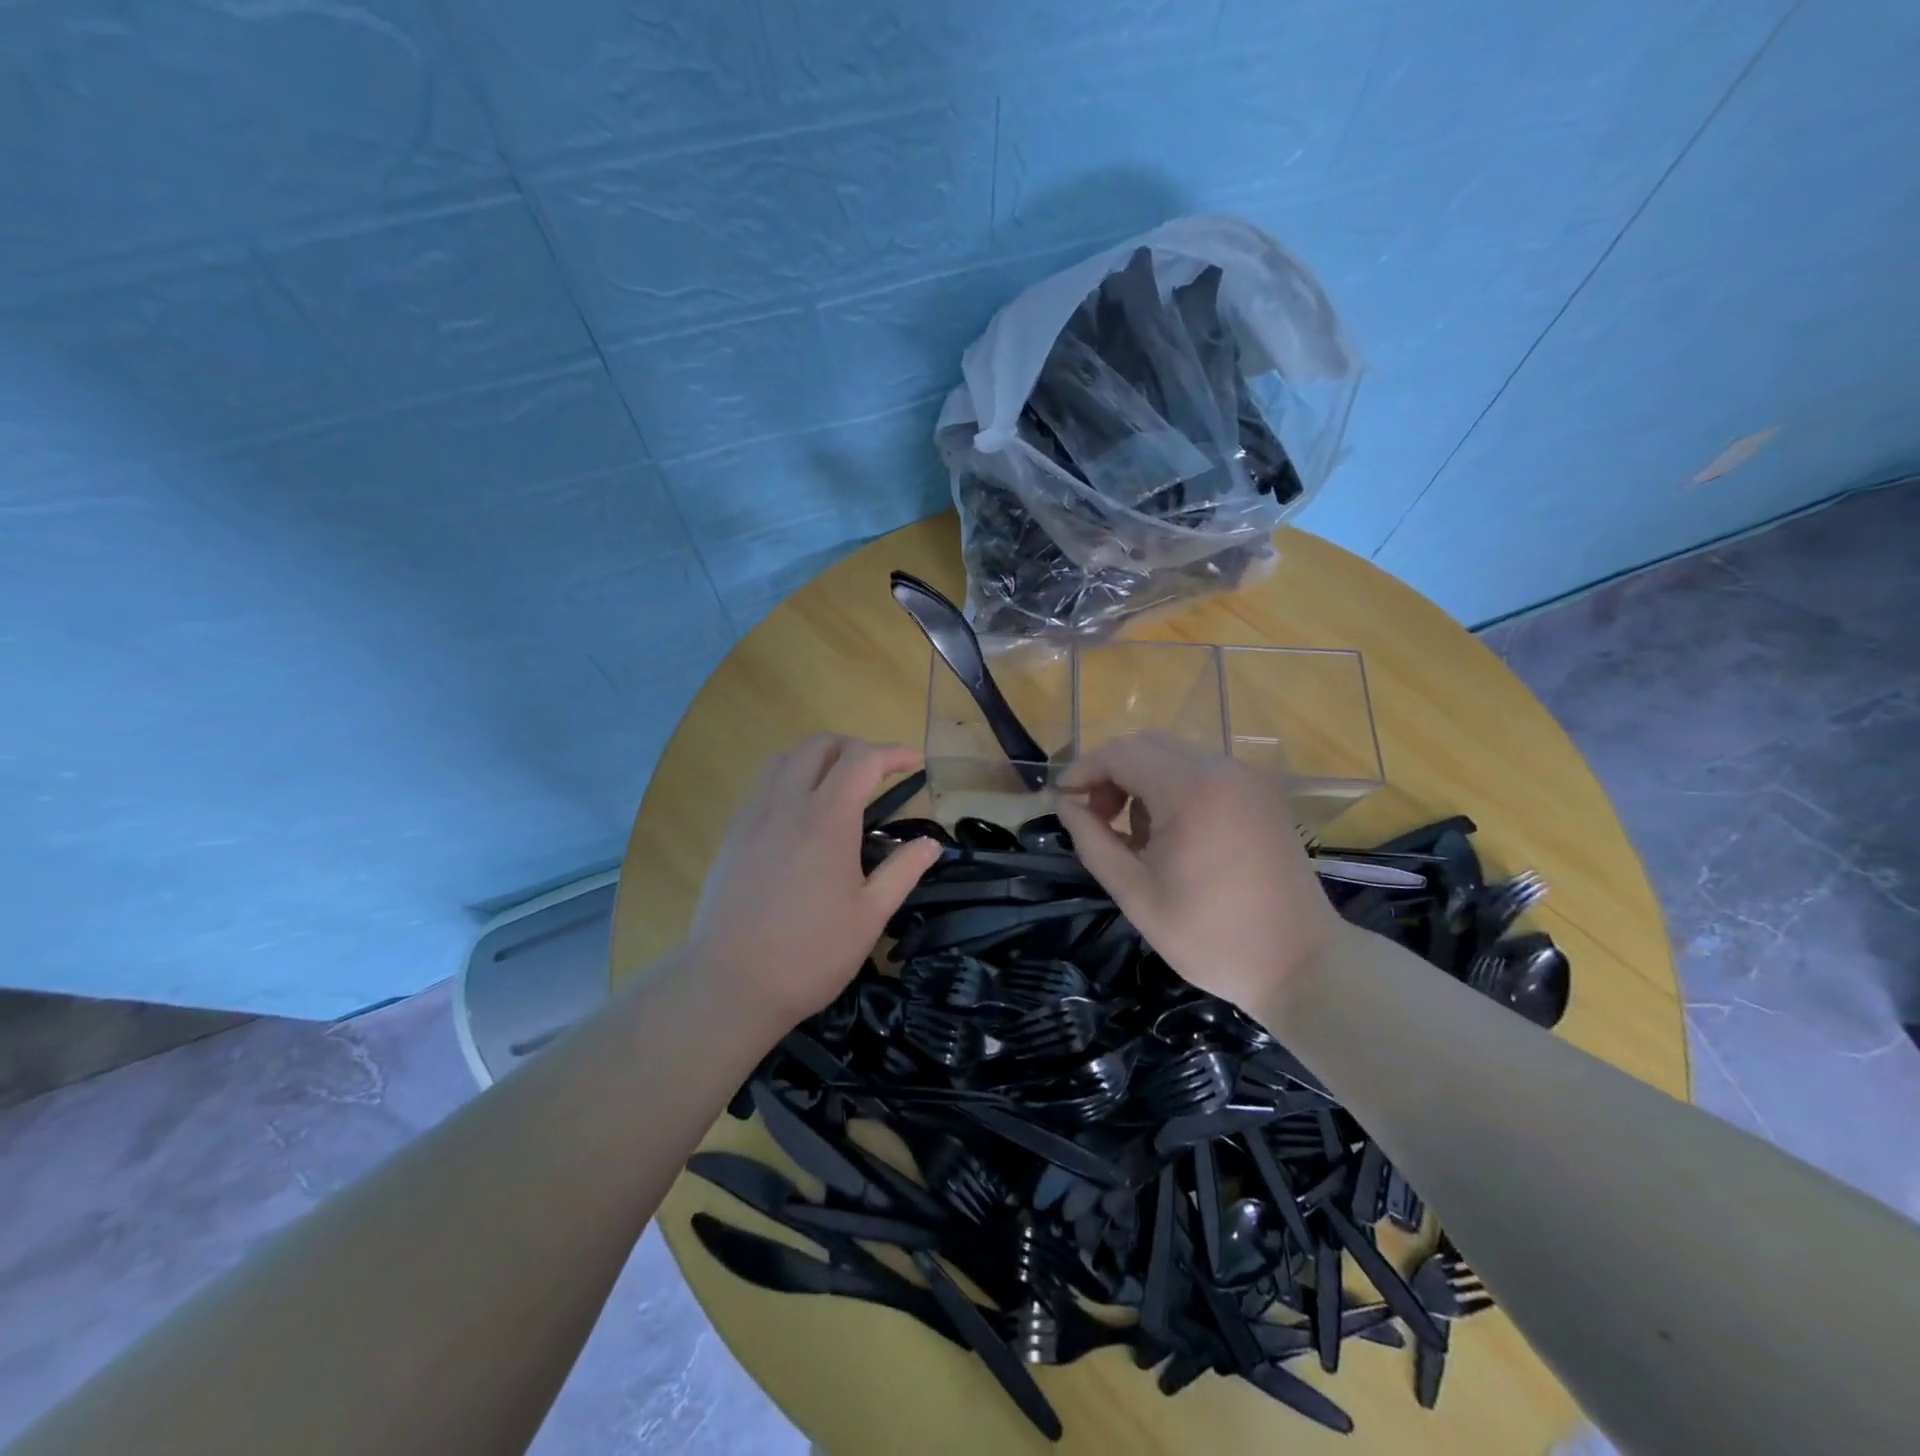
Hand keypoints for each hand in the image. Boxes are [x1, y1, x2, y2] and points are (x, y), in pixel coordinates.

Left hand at [687, 736, 942, 1034]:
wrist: (730, 985)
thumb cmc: (810, 953)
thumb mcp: (870, 916)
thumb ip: (903, 871)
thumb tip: (931, 844)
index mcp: (827, 819)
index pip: (862, 760)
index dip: (893, 753)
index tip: (915, 763)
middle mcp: (787, 804)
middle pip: (819, 745)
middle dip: (854, 747)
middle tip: (878, 772)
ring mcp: (752, 817)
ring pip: (784, 759)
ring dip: (817, 759)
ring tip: (838, 786)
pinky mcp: (731, 836)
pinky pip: (762, 786)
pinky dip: (789, 781)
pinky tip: (800, 817)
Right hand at [1055, 733, 1347, 1020]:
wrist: (1300, 963)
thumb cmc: (1211, 936)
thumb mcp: (1135, 893)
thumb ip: (1092, 841)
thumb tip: (1066, 805)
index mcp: (1191, 790)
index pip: (1120, 754)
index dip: (1083, 771)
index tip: (1061, 801)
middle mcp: (1222, 769)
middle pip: (1146, 745)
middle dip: (1110, 773)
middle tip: (1094, 818)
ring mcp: (1247, 778)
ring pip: (1173, 755)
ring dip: (1140, 780)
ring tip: (1133, 835)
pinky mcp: (1261, 793)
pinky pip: (1202, 771)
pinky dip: (1172, 787)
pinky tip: (1170, 833)